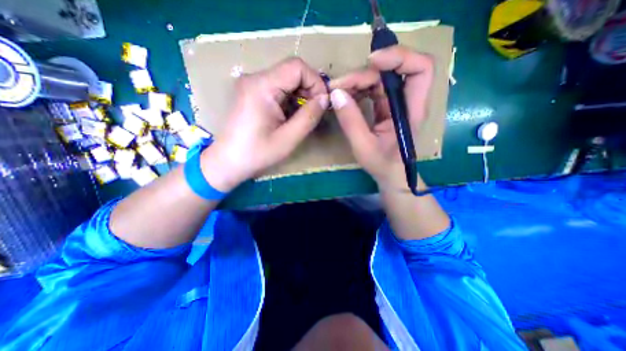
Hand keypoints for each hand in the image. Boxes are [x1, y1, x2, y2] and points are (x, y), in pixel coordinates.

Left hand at [200, 58, 329, 191]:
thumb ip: (309, 116)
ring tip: (304, 115)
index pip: (297, 66)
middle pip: (292, 71)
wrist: (228, 162)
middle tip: (315, 111)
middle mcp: (255, 79)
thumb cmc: (257, 153)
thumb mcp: (288, 138)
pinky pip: (278, 88)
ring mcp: (252, 85)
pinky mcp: (252, 93)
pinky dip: (290, 99)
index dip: (315, 82)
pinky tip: (291, 115)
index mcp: (262, 87)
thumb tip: (325, 99)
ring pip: (286, 79)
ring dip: (300, 95)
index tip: (322, 103)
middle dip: (309, 89)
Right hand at [329, 46, 433, 191]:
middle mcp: (406, 102)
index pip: (420, 70)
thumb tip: (336, 94)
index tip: (371, 62)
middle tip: (338, 86)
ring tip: (337, 92)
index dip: (399, 57)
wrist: (390, 175)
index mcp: (411, 111)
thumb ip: (351, 121)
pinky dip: (357, 90)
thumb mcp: (363, 146)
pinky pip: (372, 90)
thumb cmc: (382, 164)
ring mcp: (395, 104)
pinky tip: (345, 97)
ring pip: (379, 80)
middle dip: (363, 74)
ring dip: (357, 82)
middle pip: (391, 73)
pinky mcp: (386, 107)